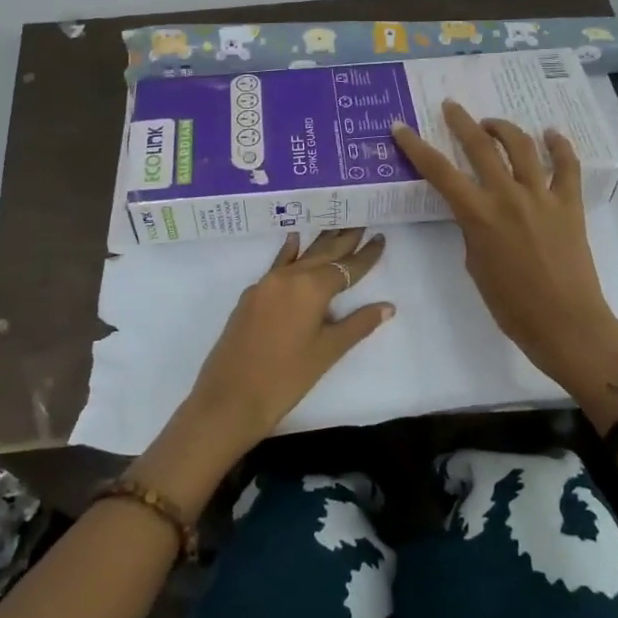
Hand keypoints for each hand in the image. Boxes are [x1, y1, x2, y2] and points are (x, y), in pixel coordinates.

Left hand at [137, 229, 392, 508]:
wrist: (230, 398)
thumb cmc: (286, 378)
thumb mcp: (327, 351)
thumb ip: (358, 324)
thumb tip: (387, 306)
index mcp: (311, 287)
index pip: (346, 267)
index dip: (366, 255)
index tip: (380, 238)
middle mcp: (288, 277)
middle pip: (323, 253)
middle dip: (344, 239)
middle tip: (361, 219)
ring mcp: (266, 284)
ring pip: (300, 256)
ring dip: (320, 242)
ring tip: (337, 224)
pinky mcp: (251, 296)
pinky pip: (278, 265)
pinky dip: (290, 252)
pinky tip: (294, 239)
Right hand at [391, 102, 617, 401]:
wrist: (565, 323)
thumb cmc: (511, 306)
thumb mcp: (476, 266)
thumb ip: (473, 231)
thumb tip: (478, 213)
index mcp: (478, 215)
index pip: (439, 171)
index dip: (416, 146)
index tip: (401, 127)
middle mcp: (508, 196)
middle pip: (480, 146)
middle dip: (461, 121)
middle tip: (451, 106)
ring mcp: (542, 196)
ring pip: (522, 146)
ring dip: (503, 128)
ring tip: (492, 124)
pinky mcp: (571, 203)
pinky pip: (567, 165)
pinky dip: (559, 145)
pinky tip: (551, 134)